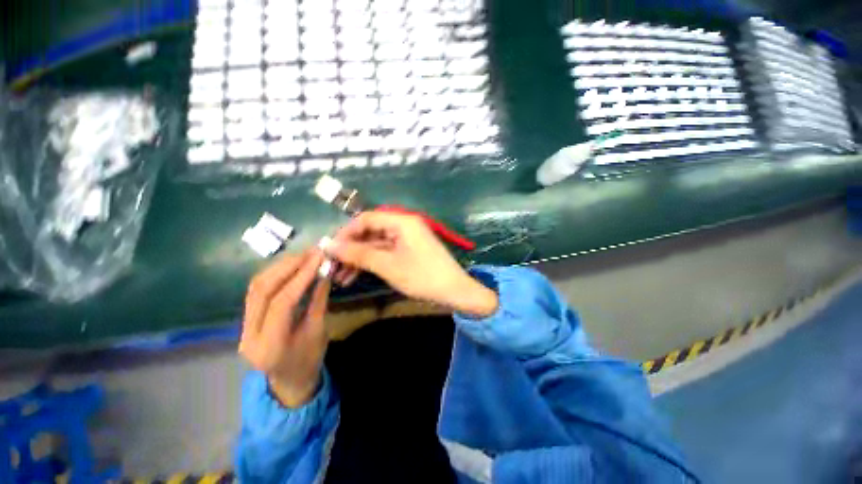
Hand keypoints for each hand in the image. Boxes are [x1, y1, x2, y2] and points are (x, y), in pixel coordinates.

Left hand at [240, 250, 330, 407]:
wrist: (289, 381)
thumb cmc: (309, 360)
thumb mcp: (319, 332)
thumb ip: (319, 301)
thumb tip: (325, 271)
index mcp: (269, 346)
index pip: (281, 304)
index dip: (300, 277)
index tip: (319, 258)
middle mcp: (248, 336)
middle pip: (261, 291)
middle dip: (288, 266)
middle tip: (311, 252)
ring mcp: (242, 327)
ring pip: (256, 287)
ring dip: (280, 266)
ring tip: (304, 255)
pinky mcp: (245, 320)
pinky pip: (257, 290)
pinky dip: (275, 274)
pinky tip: (291, 265)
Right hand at [326, 212, 497, 317]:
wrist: (454, 291)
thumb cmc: (422, 277)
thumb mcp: (388, 266)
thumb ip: (359, 254)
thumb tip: (329, 245)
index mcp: (401, 221)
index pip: (366, 218)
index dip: (346, 232)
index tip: (329, 249)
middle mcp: (404, 225)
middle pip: (370, 231)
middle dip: (351, 249)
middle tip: (333, 266)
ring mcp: (407, 238)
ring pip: (376, 244)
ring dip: (359, 258)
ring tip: (341, 277)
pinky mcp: (409, 250)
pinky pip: (385, 252)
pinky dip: (372, 262)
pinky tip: (356, 275)